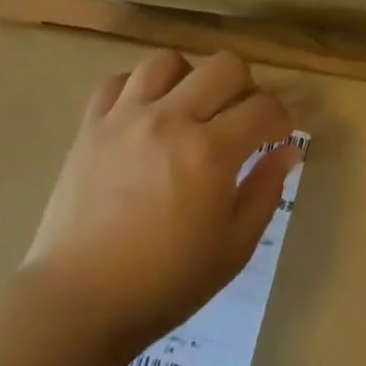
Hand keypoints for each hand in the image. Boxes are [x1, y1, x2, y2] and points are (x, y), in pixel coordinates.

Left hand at [25, 49, 299, 353]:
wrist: (77, 303)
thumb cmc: (164, 283)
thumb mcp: (233, 248)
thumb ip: (265, 191)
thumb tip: (288, 151)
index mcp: (211, 152)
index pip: (264, 107)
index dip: (282, 118)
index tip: (279, 135)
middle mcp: (172, 120)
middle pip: (224, 66)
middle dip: (246, 86)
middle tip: (241, 118)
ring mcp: (126, 118)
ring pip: (168, 62)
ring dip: (190, 78)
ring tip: (190, 107)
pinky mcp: (90, 127)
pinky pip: (117, 82)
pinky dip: (137, 89)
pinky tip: (144, 114)